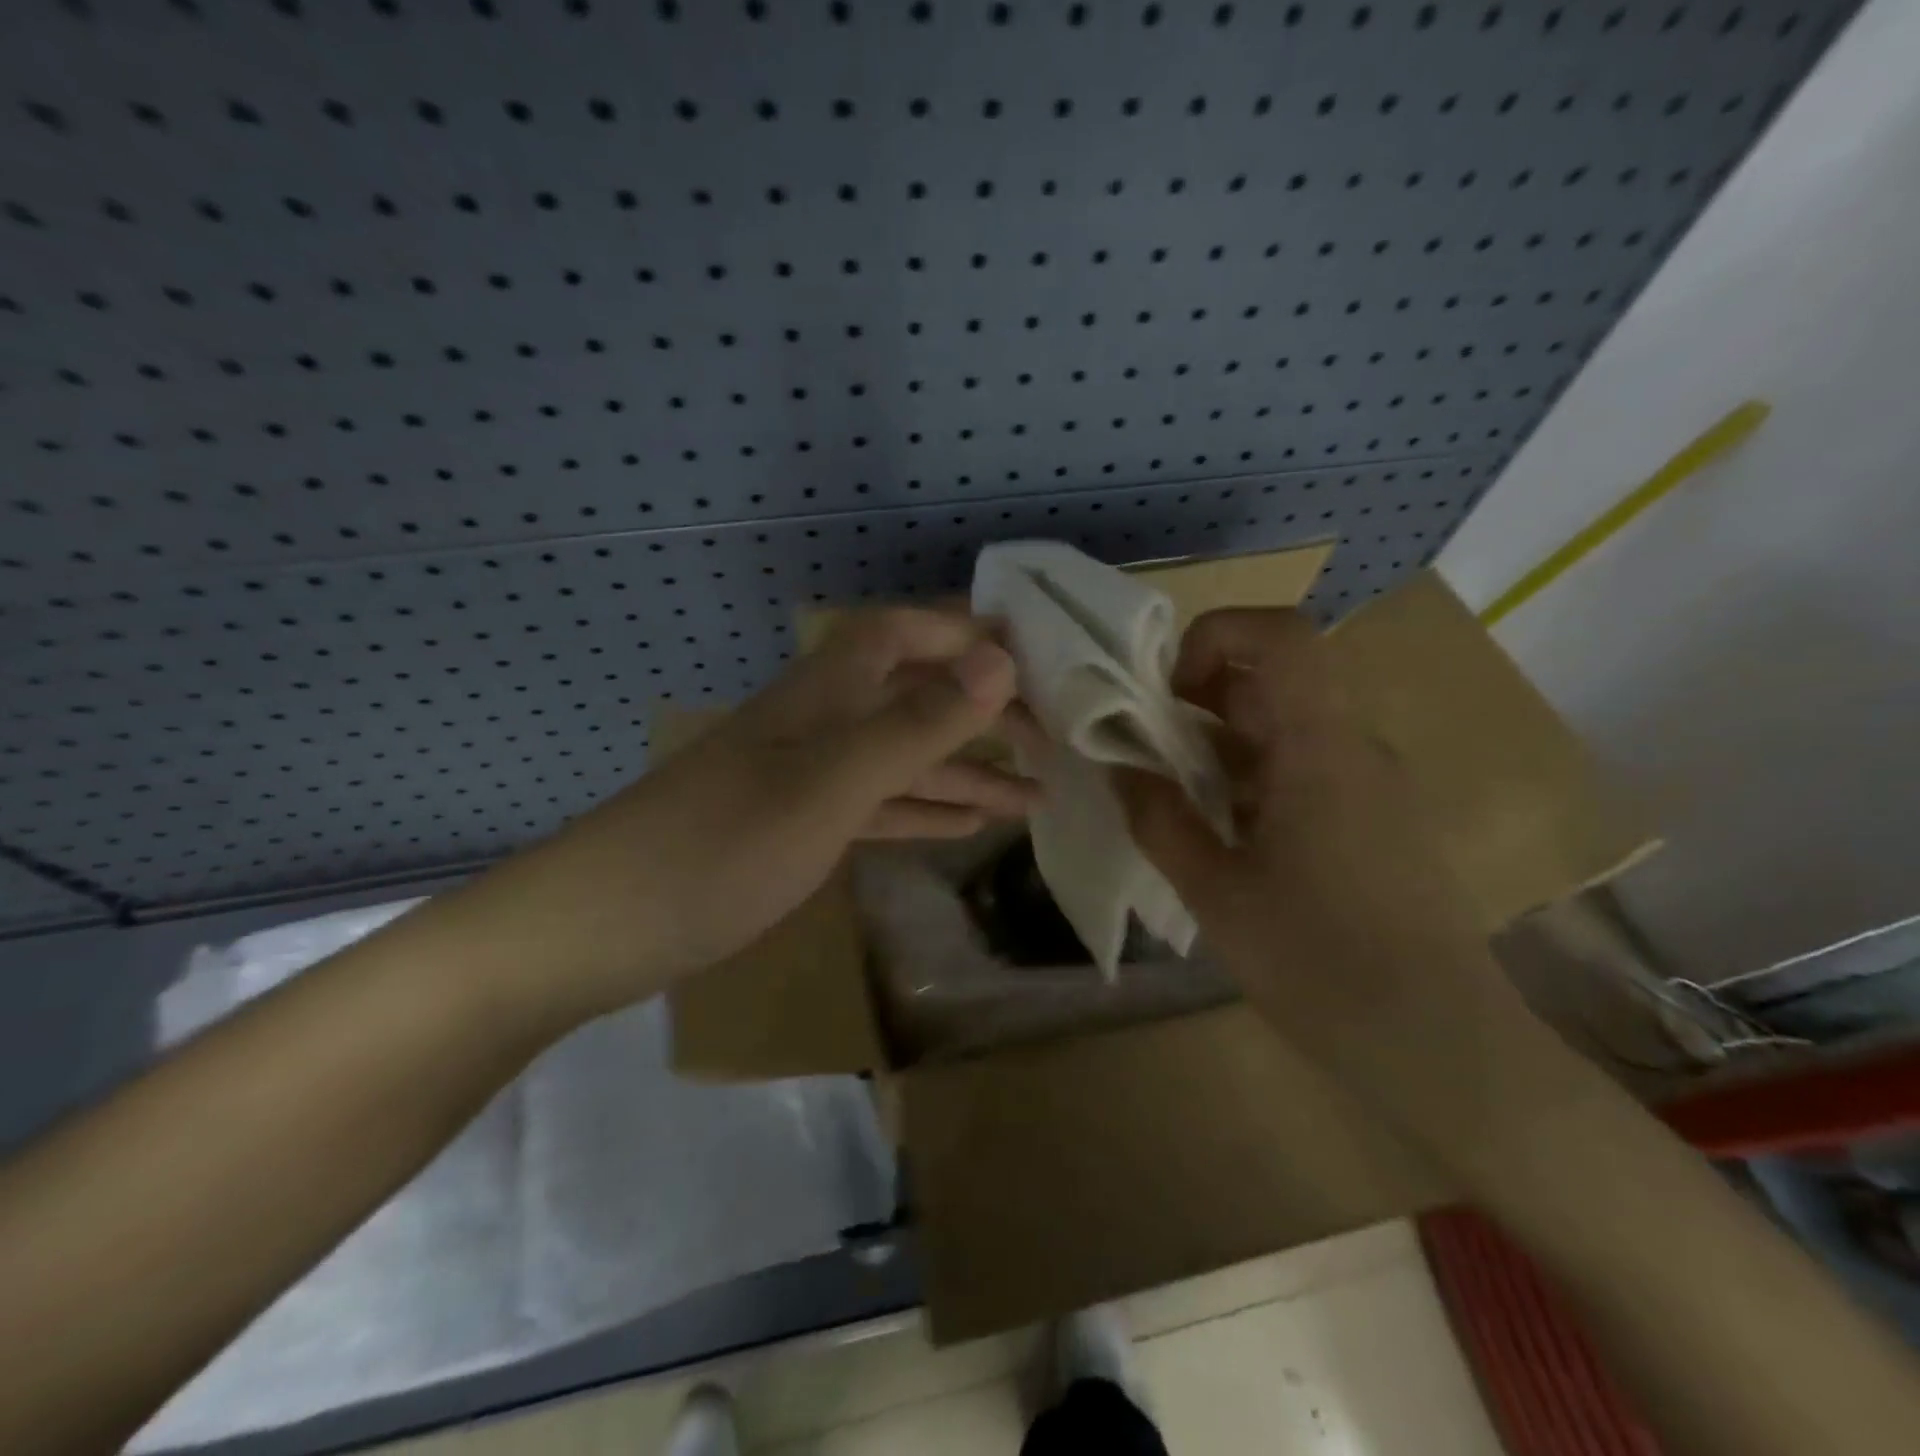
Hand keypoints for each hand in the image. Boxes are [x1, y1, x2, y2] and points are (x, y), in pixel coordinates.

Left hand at [434, 607, 1032, 1028]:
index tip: (1034, 656)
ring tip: (1034, 797)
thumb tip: (1000, 657)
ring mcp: (806, 779)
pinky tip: (968, 827)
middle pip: (913, 697)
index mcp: (824, 693)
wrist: (597, 929)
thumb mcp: (829, 785)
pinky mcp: (796, 829)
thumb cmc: (718, 848)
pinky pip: (877, 808)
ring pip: (902, 761)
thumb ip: (916, 724)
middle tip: (1052, 742)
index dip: (964, 634)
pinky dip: (923, 812)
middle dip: (981, 712)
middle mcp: (819, 723)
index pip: (904, 633)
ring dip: (965, 773)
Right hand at [1114, 608, 1514, 1055]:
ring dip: (1220, 747)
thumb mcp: (1215, 892)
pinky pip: (1303, 768)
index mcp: (1319, 748)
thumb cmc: (1320, 964)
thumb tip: (1119, 767)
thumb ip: (1158, 819)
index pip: (1279, 636)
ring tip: (1177, 804)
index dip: (1212, 637)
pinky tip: (1225, 839)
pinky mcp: (1375, 819)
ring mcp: (1370, 783)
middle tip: (1150, 757)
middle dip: (1197, 703)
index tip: (1166, 695)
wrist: (1441, 1047)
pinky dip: (1251, 780)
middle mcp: (1353, 747)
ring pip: (1283, 727)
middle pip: (1272, 680)